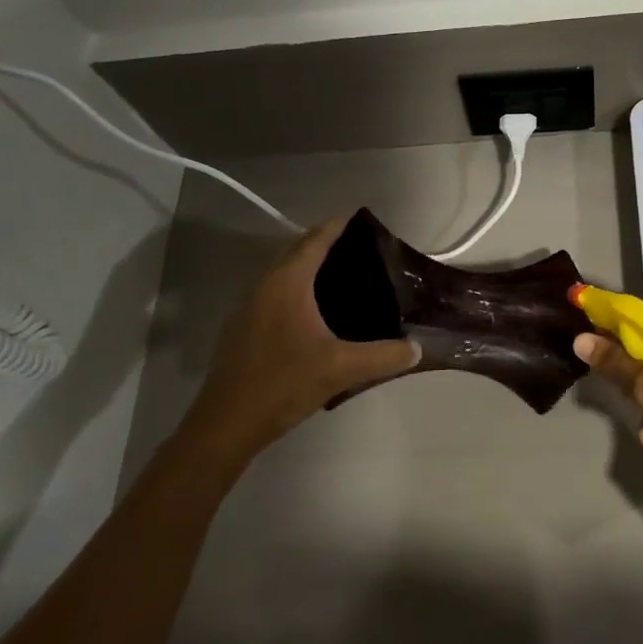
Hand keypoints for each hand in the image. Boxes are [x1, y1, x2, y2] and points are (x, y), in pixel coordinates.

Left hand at [184, 216, 420, 466]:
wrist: (225, 425)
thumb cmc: (283, 384)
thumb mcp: (341, 369)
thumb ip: (383, 356)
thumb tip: (417, 348)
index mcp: (287, 283)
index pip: (316, 239)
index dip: (339, 225)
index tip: (364, 219)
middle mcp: (264, 285)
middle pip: (298, 251)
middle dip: (328, 244)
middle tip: (364, 250)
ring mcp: (249, 307)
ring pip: (284, 273)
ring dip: (311, 268)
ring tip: (346, 278)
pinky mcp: (243, 328)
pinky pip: (275, 294)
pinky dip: (298, 290)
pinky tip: (317, 314)